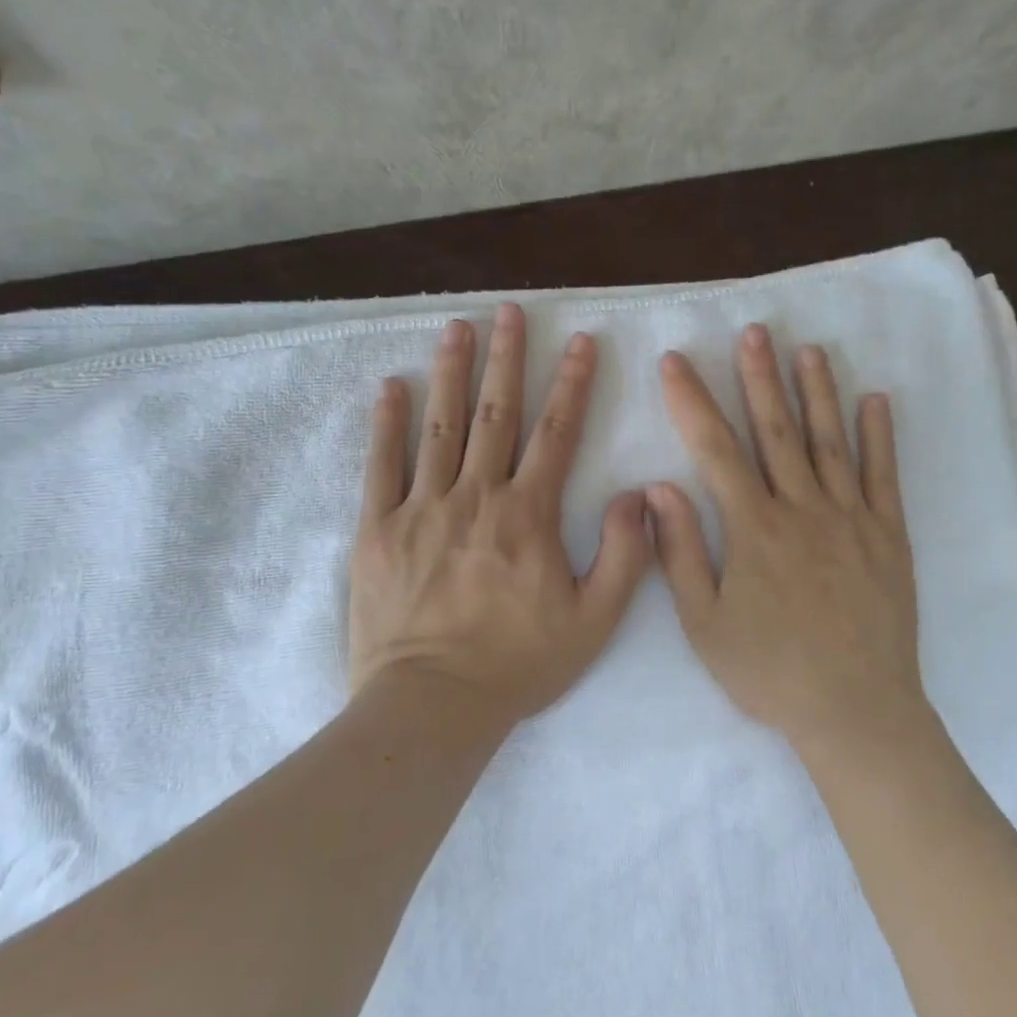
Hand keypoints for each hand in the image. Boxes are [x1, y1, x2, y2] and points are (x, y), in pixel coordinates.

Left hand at [349, 304, 652, 728]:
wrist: (432, 704)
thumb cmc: (518, 664)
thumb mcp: (594, 620)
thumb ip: (624, 555)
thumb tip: (638, 496)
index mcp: (528, 515)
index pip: (557, 433)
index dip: (573, 384)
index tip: (581, 341)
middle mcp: (476, 497)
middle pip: (496, 414)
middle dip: (507, 359)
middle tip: (510, 311)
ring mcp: (422, 509)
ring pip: (440, 427)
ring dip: (452, 373)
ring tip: (457, 328)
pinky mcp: (378, 530)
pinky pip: (382, 466)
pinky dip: (387, 424)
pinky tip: (392, 387)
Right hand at [647, 325, 924, 748]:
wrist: (854, 710)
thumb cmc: (770, 671)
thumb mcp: (704, 624)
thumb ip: (680, 553)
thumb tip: (658, 488)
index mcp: (753, 529)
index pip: (715, 449)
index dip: (692, 400)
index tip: (676, 361)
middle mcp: (802, 509)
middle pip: (777, 430)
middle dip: (759, 377)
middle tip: (753, 331)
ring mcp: (851, 518)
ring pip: (830, 441)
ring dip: (818, 391)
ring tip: (808, 349)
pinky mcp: (888, 535)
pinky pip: (883, 475)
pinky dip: (879, 435)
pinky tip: (876, 400)